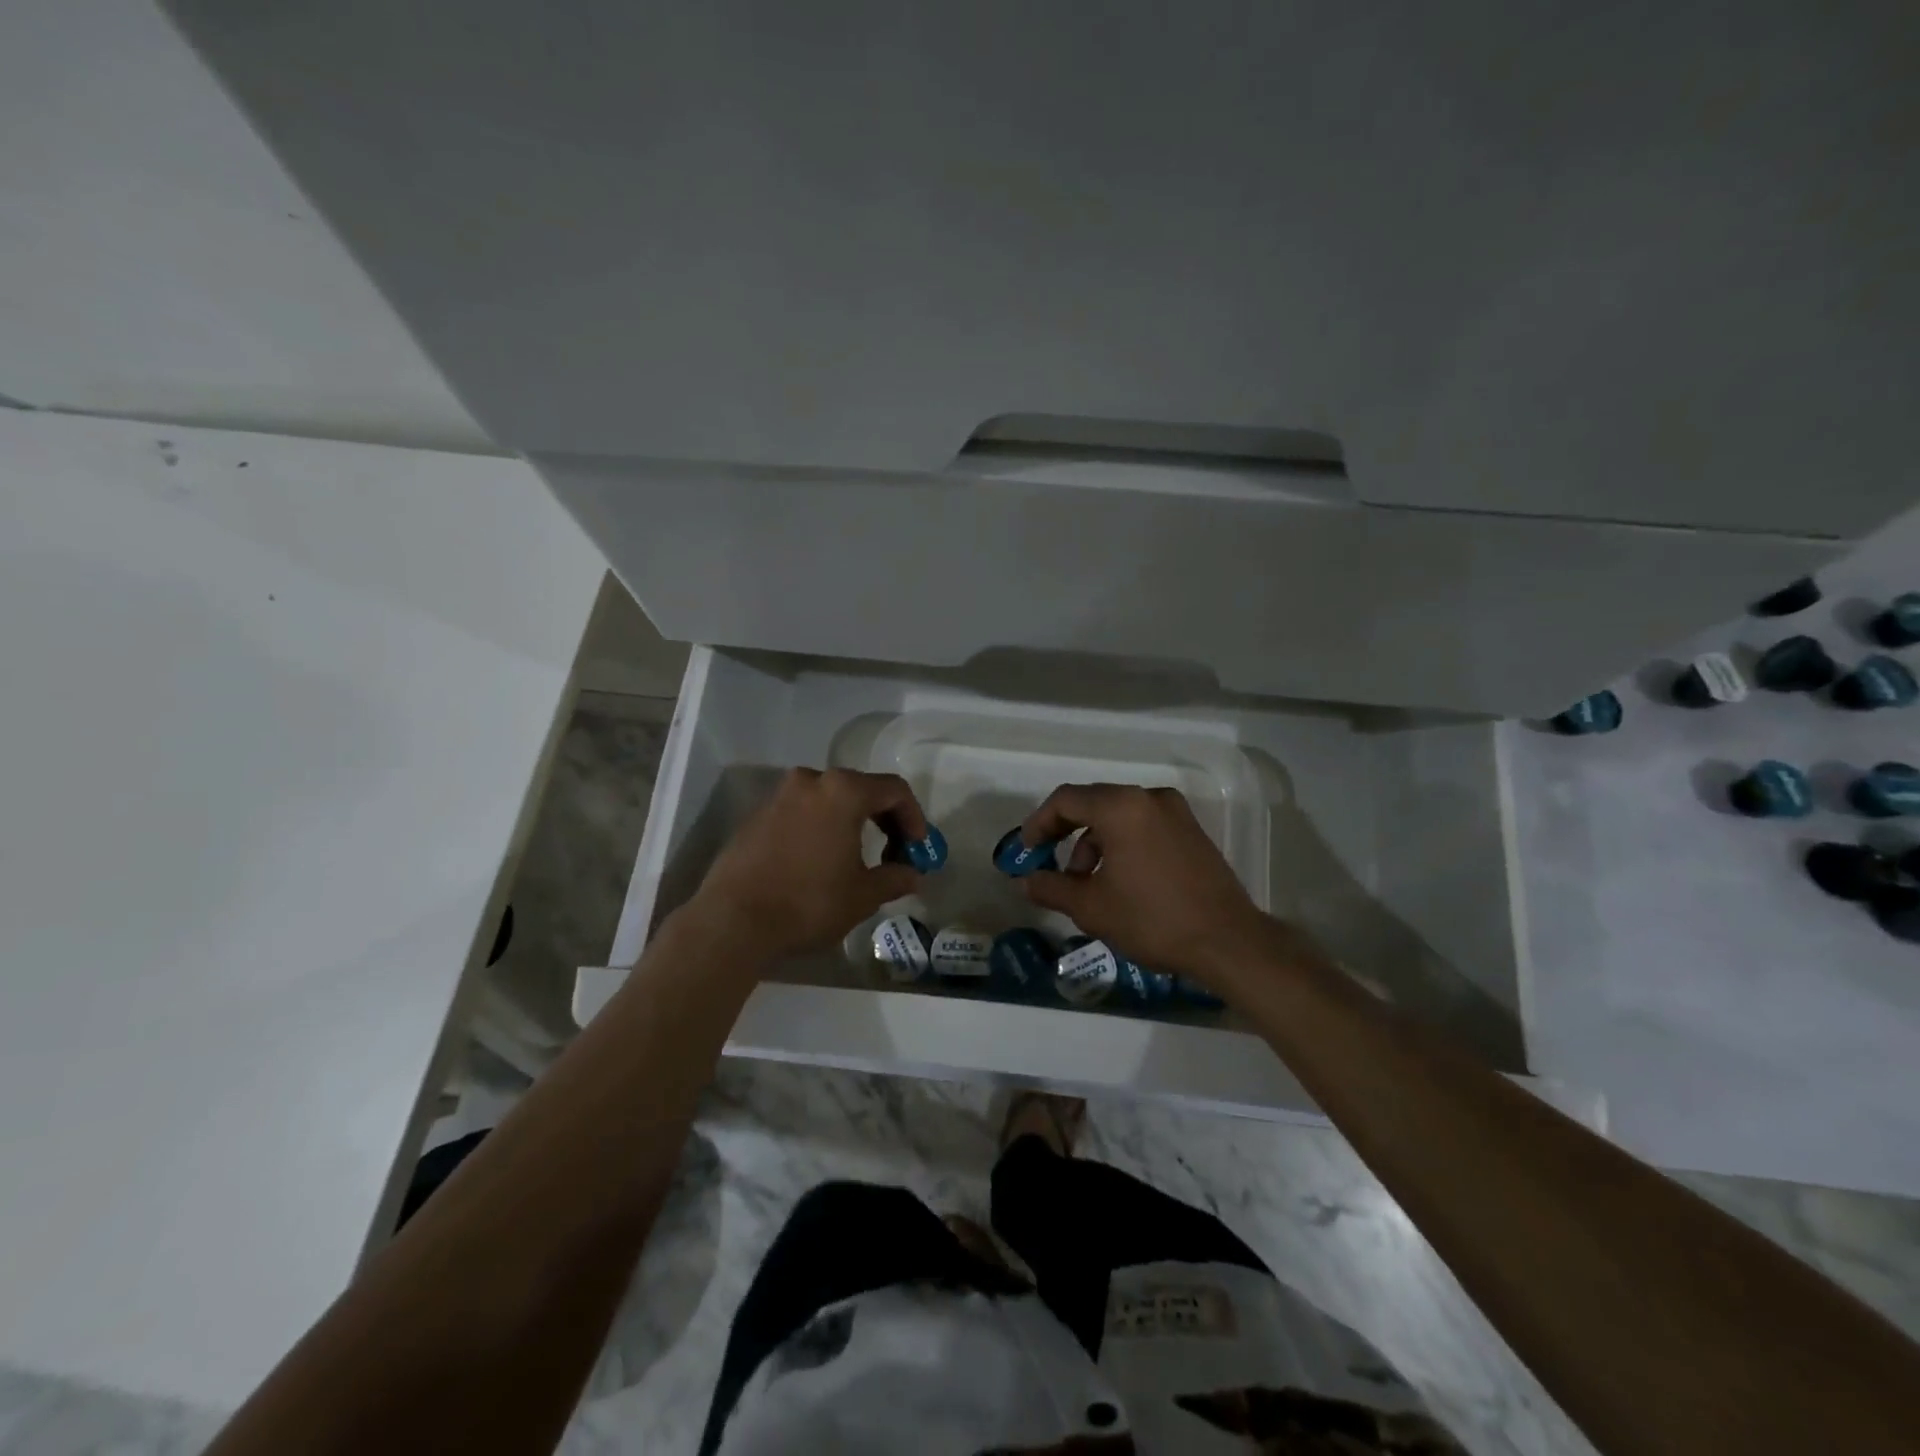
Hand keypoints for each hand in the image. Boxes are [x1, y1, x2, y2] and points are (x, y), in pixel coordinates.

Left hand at [687, 768, 926, 961]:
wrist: (732, 920)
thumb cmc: (808, 902)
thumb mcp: (862, 895)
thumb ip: (894, 878)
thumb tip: (913, 876)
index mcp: (843, 791)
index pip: (894, 790)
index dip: (914, 817)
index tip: (918, 848)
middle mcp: (811, 781)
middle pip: (861, 789)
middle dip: (885, 818)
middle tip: (895, 852)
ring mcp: (780, 795)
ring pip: (830, 798)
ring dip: (852, 821)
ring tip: (859, 857)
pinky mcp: (757, 814)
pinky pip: (803, 811)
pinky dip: (822, 826)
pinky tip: (822, 859)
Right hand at [1017, 783, 1275, 986]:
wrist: (1228, 942)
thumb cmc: (1152, 919)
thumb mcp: (1091, 907)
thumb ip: (1051, 887)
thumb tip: (1024, 881)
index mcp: (1121, 807)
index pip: (1065, 800)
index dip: (1038, 823)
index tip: (1027, 851)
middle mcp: (1149, 798)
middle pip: (1093, 803)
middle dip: (1066, 834)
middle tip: (1051, 867)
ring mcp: (1175, 812)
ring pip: (1119, 816)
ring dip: (1094, 843)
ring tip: (1088, 884)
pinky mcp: (1192, 831)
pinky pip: (1143, 826)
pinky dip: (1122, 844)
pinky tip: (1120, 881)